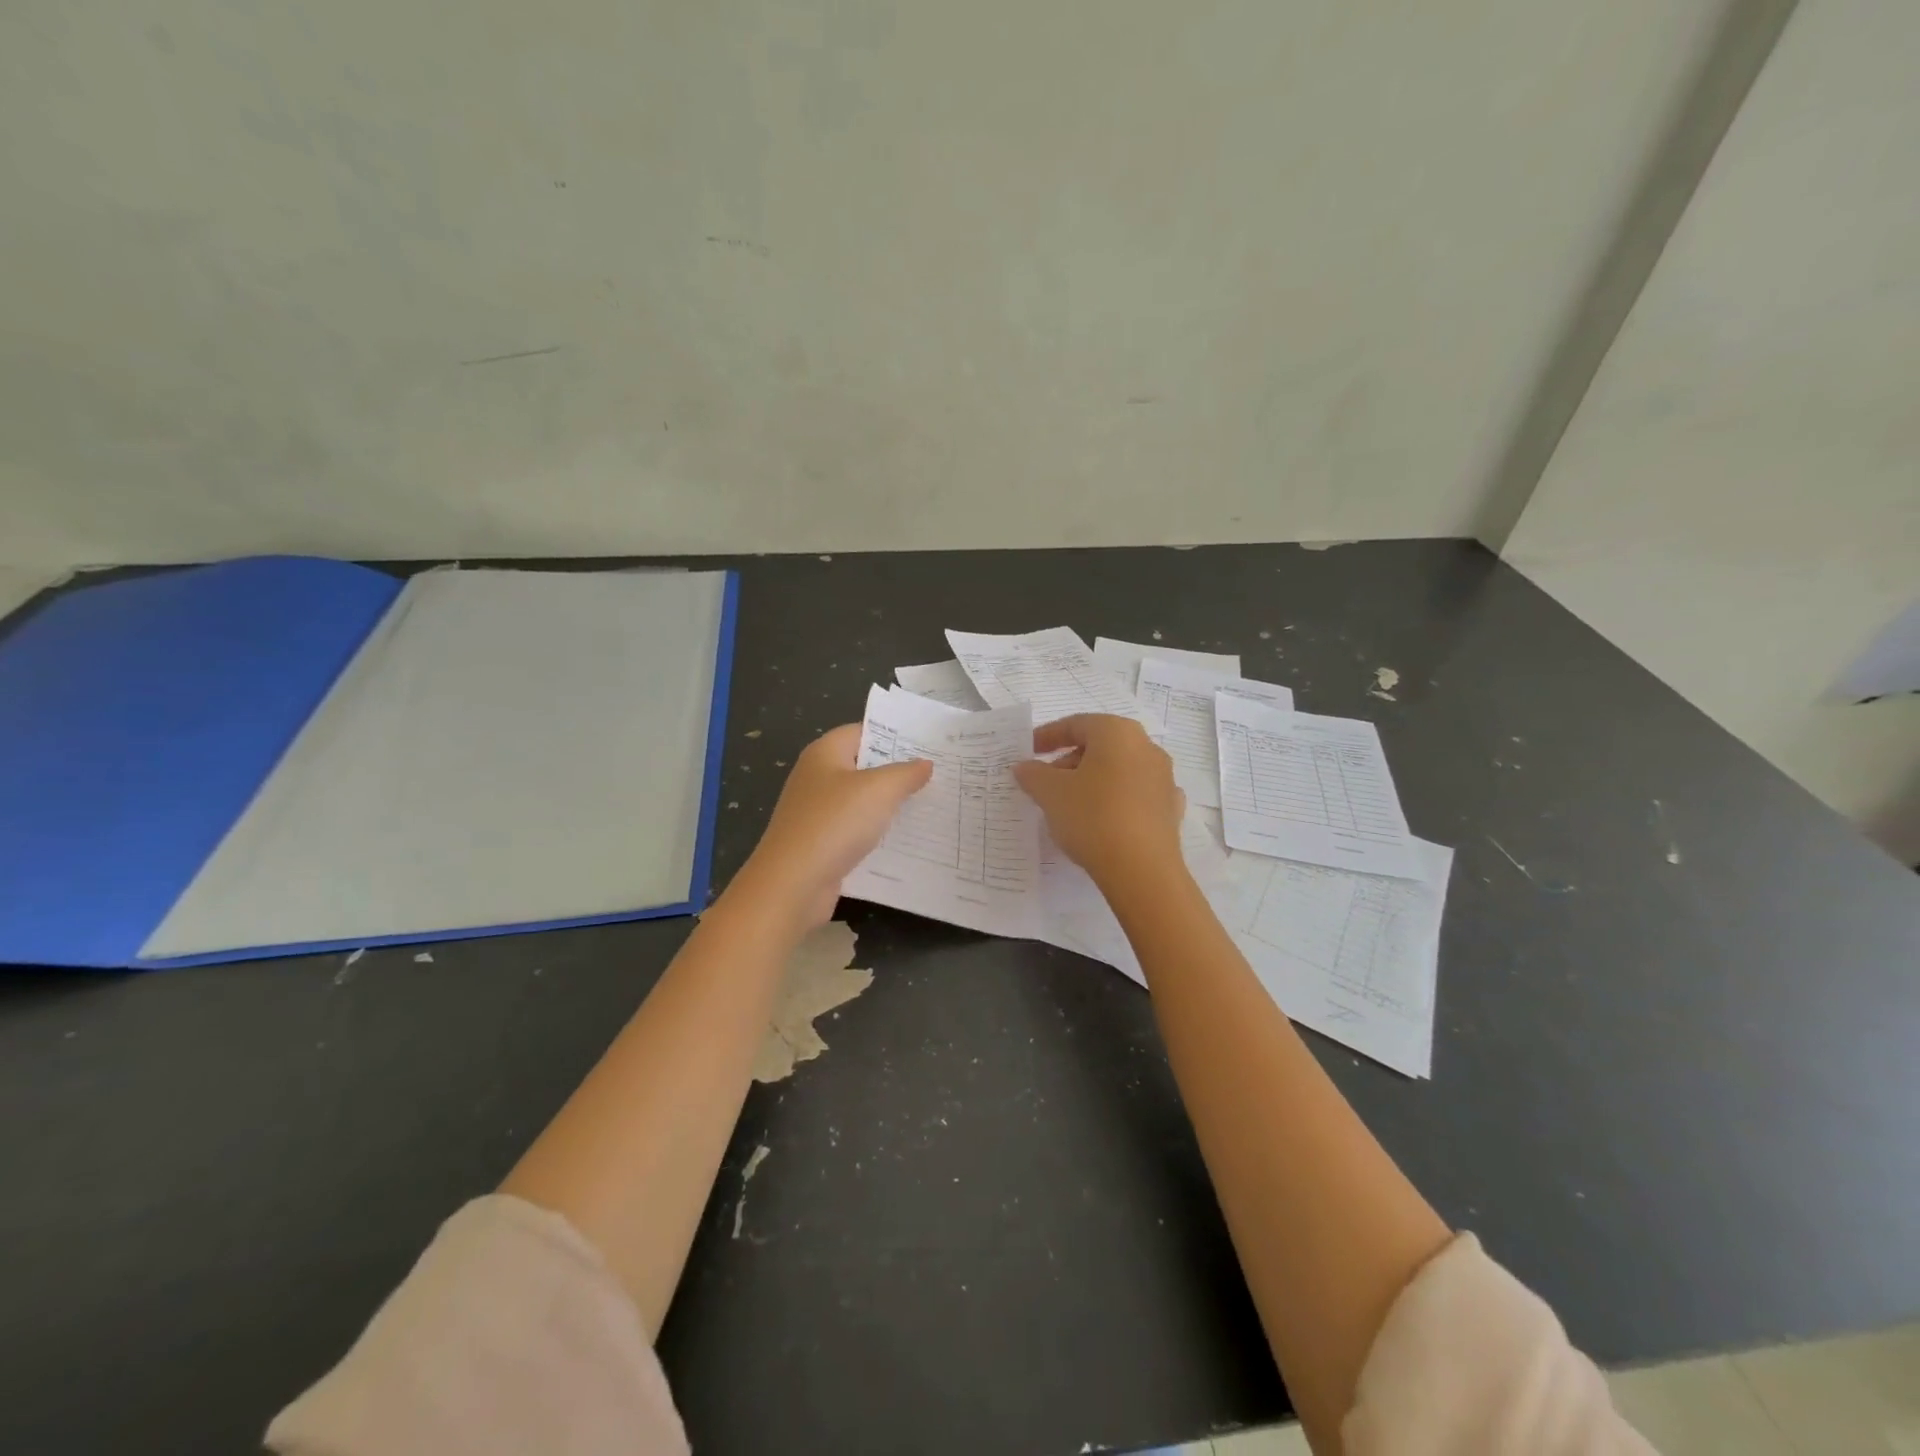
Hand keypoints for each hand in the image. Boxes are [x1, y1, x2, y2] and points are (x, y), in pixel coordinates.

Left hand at [731, 723, 932, 927]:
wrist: (793, 884)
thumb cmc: (835, 823)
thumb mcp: (879, 790)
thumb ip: (906, 773)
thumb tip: (925, 764)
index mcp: (824, 753)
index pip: (863, 731)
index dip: (895, 736)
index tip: (929, 744)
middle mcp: (817, 777)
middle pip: (863, 766)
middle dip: (898, 771)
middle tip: (939, 773)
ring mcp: (817, 812)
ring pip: (861, 801)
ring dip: (890, 805)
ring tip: (931, 805)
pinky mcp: (821, 843)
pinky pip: (856, 831)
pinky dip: (878, 833)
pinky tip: (906, 840)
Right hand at [1012, 715, 1184, 889]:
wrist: (1142, 869)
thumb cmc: (1092, 817)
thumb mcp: (1050, 793)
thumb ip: (1033, 774)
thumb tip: (1024, 767)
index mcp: (1117, 732)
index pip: (1076, 724)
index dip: (1048, 735)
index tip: (1029, 750)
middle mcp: (1146, 747)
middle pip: (1100, 745)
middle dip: (1070, 760)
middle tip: (1046, 782)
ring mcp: (1163, 778)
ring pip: (1119, 769)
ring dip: (1093, 780)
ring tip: (1070, 804)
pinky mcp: (1170, 808)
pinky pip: (1136, 794)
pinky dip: (1116, 799)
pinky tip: (1103, 818)